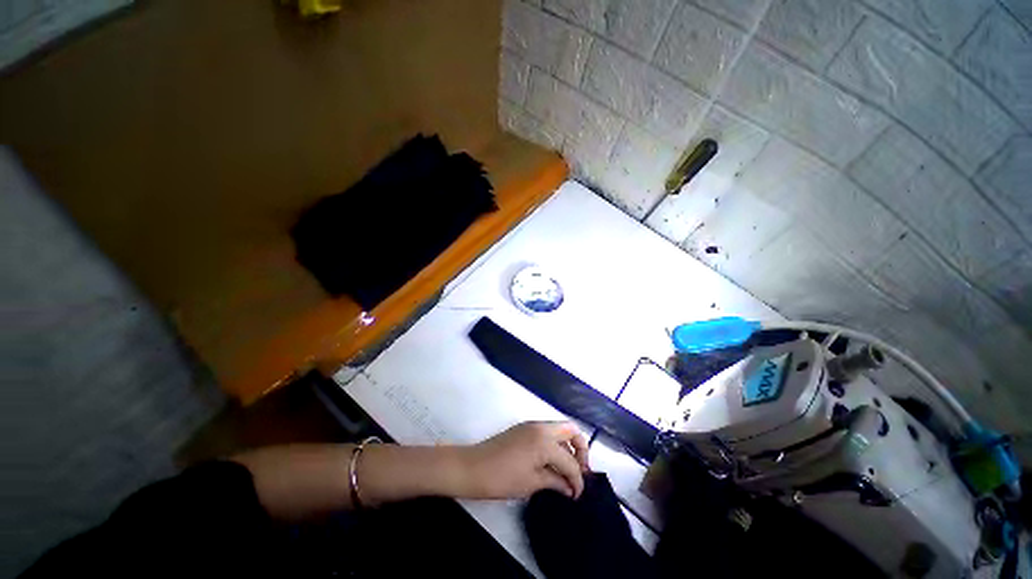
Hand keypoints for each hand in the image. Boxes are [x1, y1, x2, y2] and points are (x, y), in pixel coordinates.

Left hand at [458, 421, 589, 499]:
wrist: (472, 467)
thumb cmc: (502, 478)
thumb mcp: (531, 483)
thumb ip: (555, 481)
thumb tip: (570, 487)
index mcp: (545, 441)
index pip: (570, 461)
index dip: (578, 480)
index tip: (578, 494)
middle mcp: (541, 427)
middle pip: (571, 430)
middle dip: (580, 449)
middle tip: (580, 471)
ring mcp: (532, 425)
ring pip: (559, 429)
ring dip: (567, 446)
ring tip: (567, 469)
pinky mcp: (524, 428)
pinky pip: (547, 431)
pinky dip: (555, 443)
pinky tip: (552, 462)